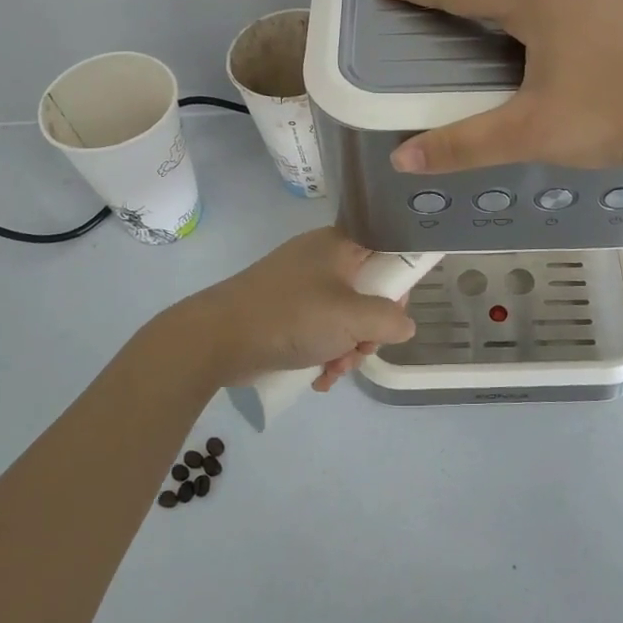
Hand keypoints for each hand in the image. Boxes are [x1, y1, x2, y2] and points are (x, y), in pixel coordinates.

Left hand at [174, 227, 416, 389]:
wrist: (216, 338)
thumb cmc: (291, 317)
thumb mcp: (351, 318)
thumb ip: (389, 320)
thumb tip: (405, 325)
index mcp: (340, 245)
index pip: (386, 251)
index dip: (398, 283)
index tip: (395, 314)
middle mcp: (322, 259)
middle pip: (368, 292)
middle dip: (369, 330)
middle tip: (361, 349)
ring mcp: (301, 286)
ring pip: (344, 317)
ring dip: (347, 348)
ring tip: (333, 369)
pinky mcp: (285, 312)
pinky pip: (319, 330)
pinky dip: (324, 352)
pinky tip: (318, 376)